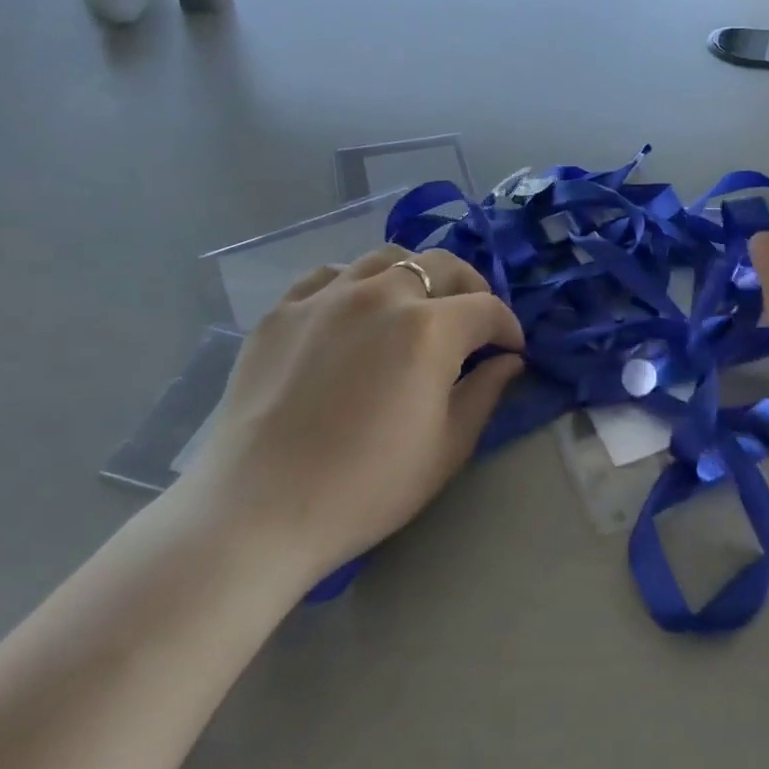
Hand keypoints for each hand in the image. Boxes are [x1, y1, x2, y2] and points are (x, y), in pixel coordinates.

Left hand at [174, 248, 523, 593]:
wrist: (258, 510)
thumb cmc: (367, 487)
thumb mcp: (447, 448)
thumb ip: (486, 393)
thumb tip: (508, 360)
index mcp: (430, 328)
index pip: (487, 309)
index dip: (508, 327)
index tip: (511, 350)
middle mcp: (382, 294)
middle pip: (442, 265)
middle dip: (470, 289)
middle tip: (472, 323)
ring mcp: (327, 295)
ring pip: (386, 258)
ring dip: (415, 277)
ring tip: (415, 308)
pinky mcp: (283, 309)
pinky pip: (331, 275)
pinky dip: (356, 283)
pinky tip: (354, 312)